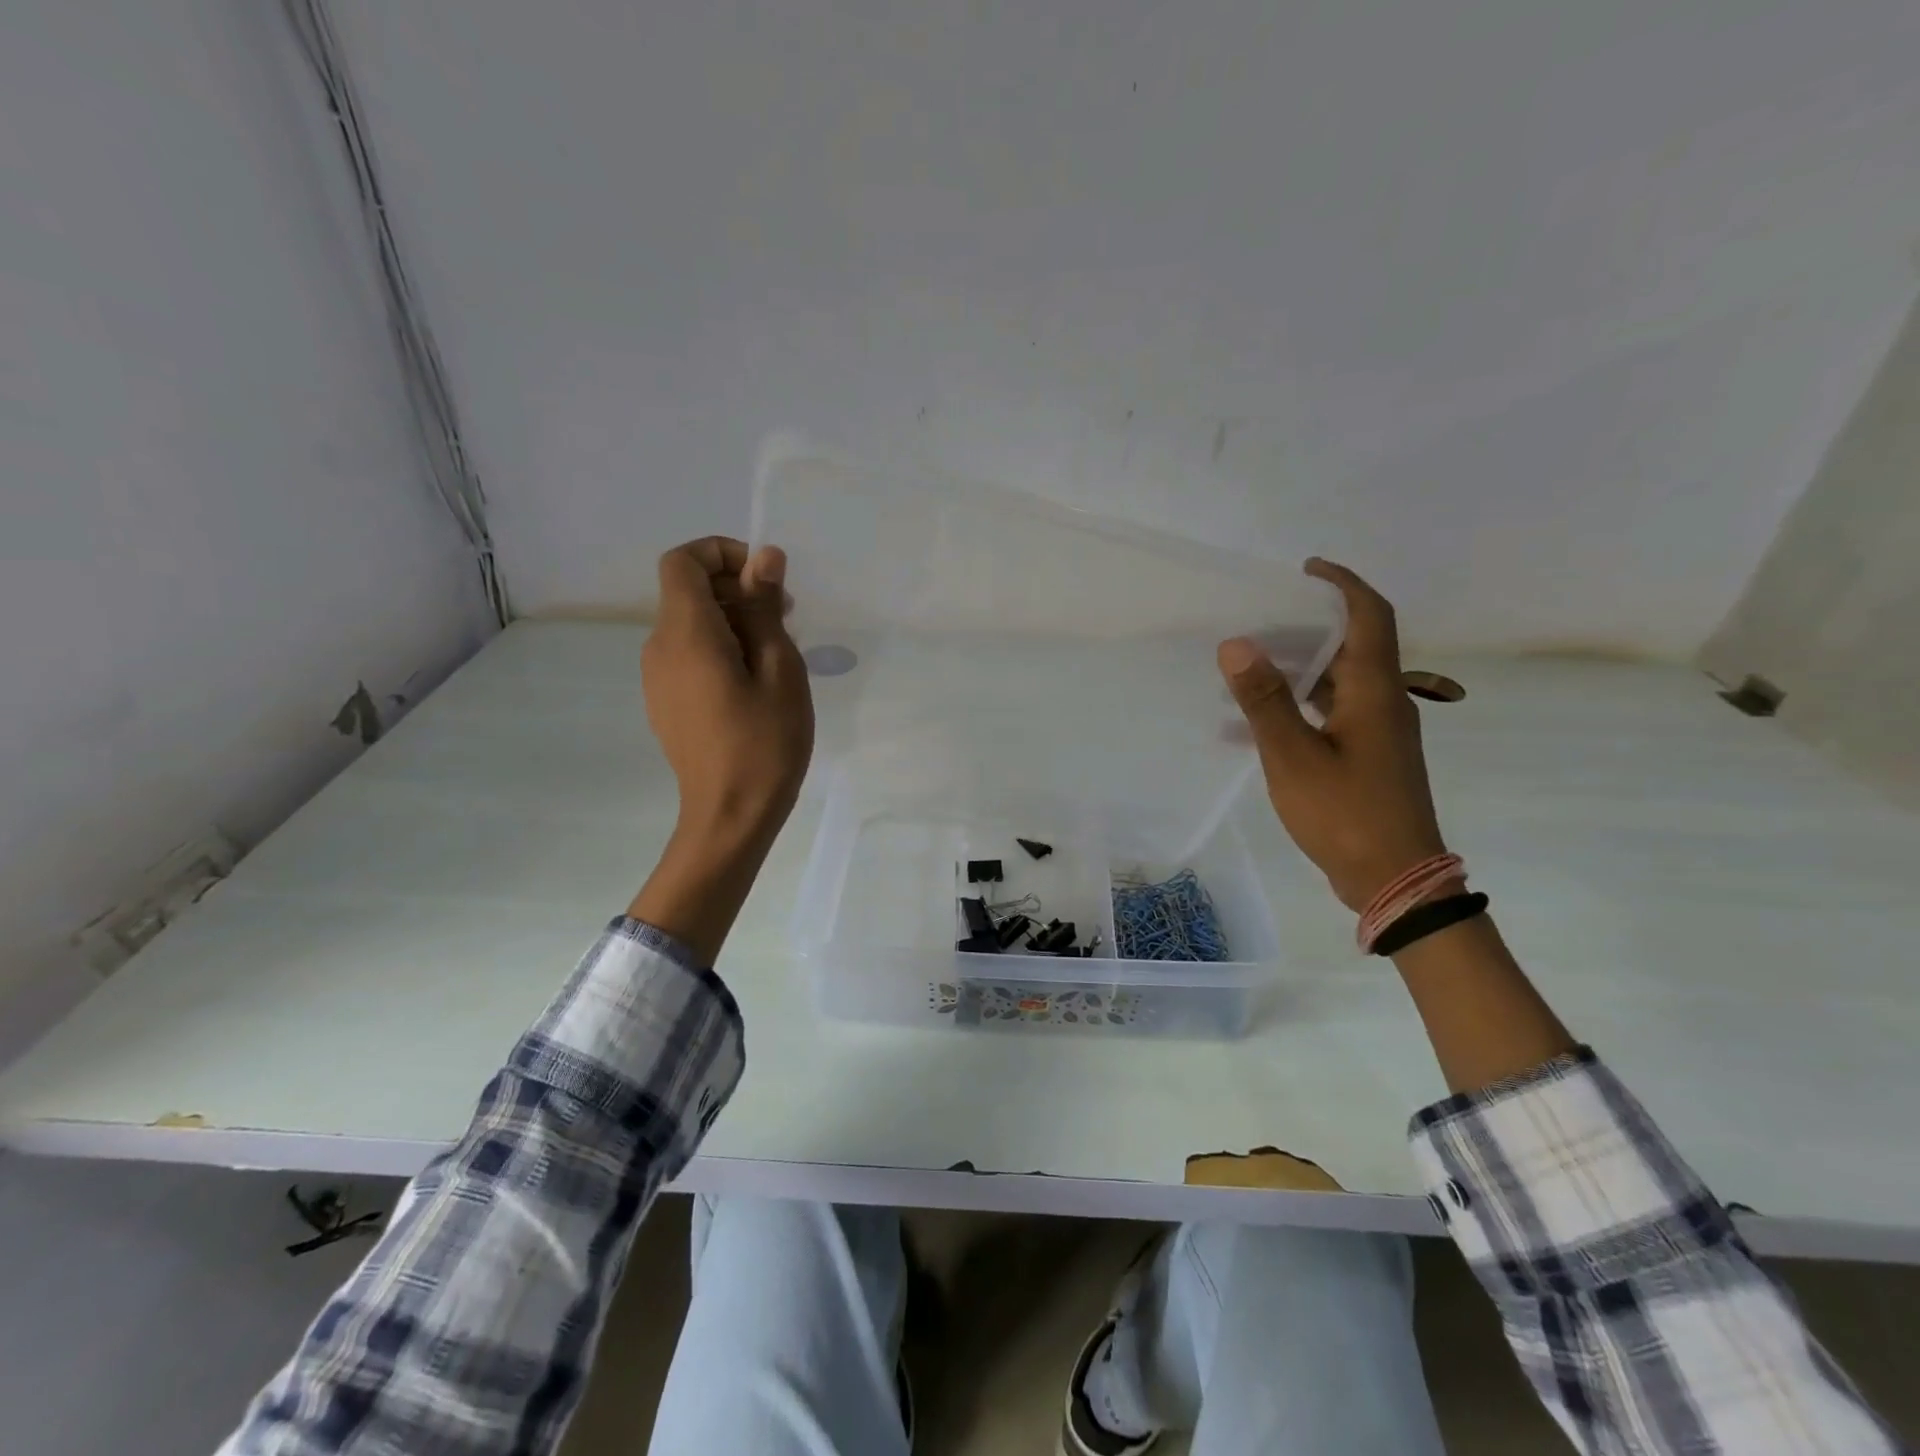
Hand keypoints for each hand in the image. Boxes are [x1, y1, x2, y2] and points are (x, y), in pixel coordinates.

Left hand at [642, 536, 813, 849]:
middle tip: (787, 619)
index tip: (764, 579)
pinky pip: (687, 654)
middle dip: (736, 588)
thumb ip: (765, 608)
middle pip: (687, 591)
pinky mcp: (665, 702)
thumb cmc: (764, 742)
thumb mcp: (778, 669)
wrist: (730, 816)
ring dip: (732, 620)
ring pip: (690, 624)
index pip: (682, 561)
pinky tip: (752, 685)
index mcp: (686, 633)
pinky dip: (719, 648)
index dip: (721, 553)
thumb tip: (764, 556)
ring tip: (776, 657)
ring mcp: (657, 678)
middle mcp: (660, 648)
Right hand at [1218, 558, 1446, 911]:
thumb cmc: (1346, 813)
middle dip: (1311, 623)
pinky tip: (1255, 727)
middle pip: (1354, 645)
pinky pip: (1332, 714)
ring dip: (1300, 667)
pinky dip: (1298, 707)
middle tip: (1263, 617)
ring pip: (1340, 682)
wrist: (1395, 880)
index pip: (1369, 616)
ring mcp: (1379, 733)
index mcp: (1374, 692)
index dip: (1342, 584)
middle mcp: (1384, 702)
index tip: (1306, 569)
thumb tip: (1237, 643)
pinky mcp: (1369, 757)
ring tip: (1251, 666)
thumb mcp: (1294, 756)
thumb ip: (1265, 700)